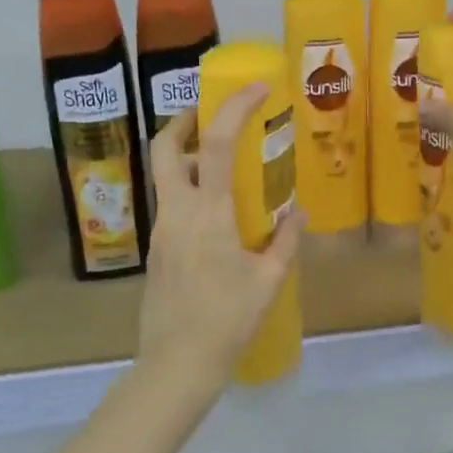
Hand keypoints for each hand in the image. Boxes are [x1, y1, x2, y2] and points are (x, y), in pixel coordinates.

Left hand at [137, 86, 303, 393]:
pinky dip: (190, 190)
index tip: (256, 88)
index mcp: (208, 215)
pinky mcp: (156, 249)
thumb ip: (285, 240)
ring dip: (189, 158)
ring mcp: (160, 230)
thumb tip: (297, 211)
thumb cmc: (228, 321)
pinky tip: (217, 214)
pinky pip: (170, 204)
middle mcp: (176, 212)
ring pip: (166, 176)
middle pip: (165, 147)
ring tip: (224, 167)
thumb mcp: (268, 280)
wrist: (176, 364)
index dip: (235, 108)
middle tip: (212, 115)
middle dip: (185, 121)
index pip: (217, 144)